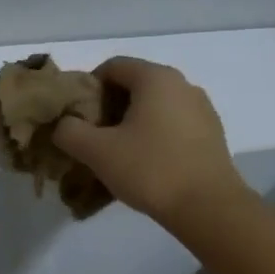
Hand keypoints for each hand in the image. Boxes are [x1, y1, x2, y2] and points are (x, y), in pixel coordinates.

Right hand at [52, 57, 248, 226]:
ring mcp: (201, 109)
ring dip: (130, 123)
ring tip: (116, 153)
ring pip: (154, 106)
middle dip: (108, 107)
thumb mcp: (97, 151)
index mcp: (156, 78)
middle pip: (134, 85)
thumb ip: (69, 131)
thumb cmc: (150, 169)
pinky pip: (172, 124)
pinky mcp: (211, 134)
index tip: (76, 116)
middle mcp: (182, 84)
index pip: (112, 66)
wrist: (208, 207)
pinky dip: (152, 135)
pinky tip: (144, 163)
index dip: (88, 87)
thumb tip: (64, 125)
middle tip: (91, 136)